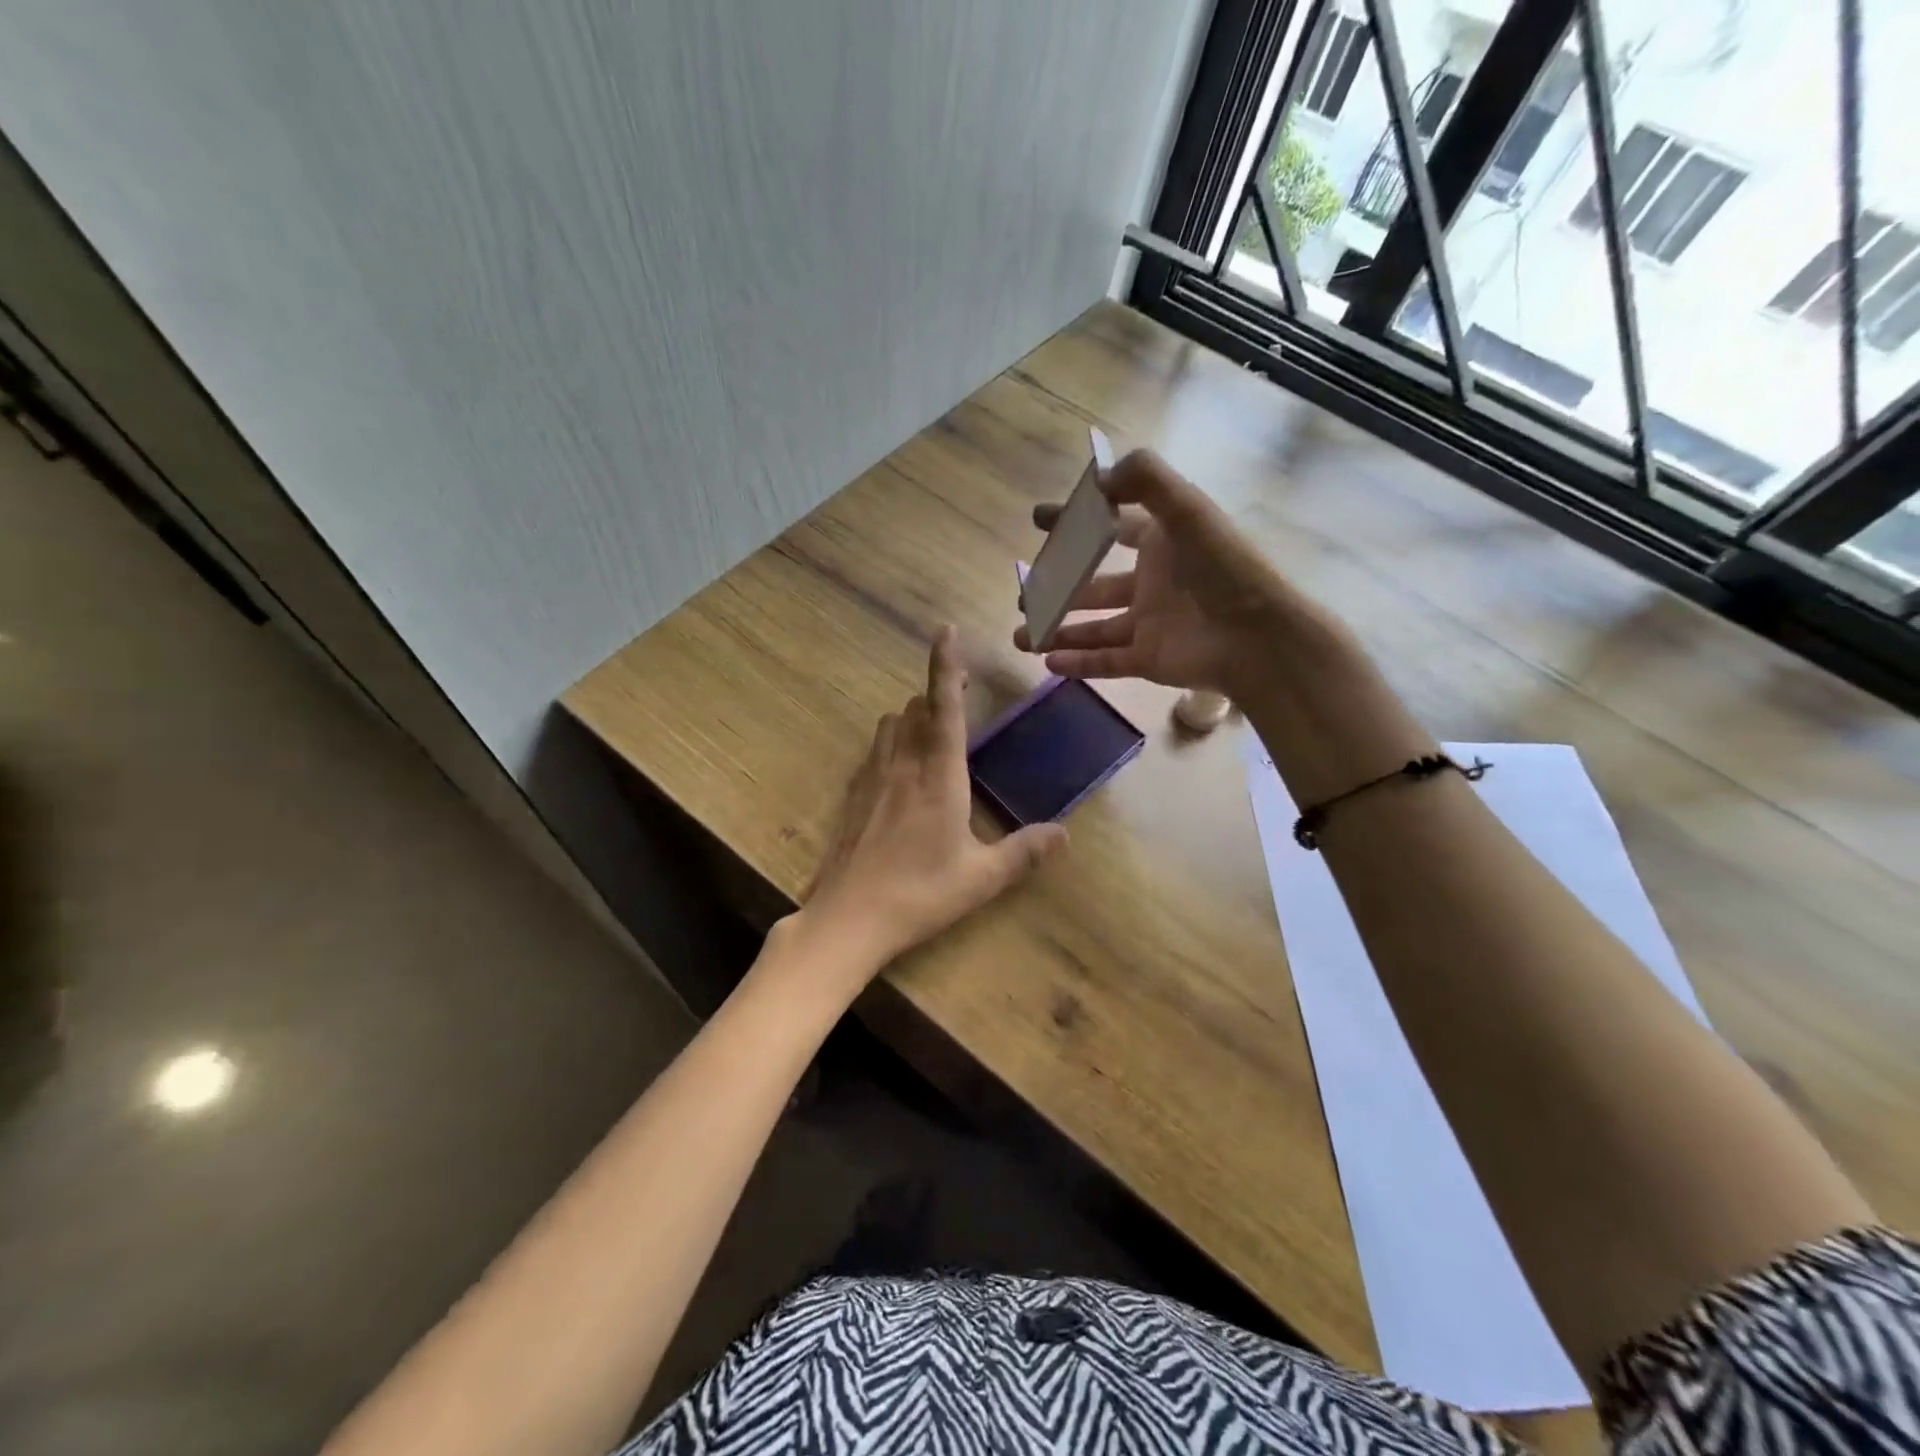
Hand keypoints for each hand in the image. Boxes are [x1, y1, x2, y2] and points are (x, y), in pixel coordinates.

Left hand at [796, 626, 1067, 979]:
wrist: (848, 917)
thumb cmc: (920, 894)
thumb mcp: (982, 878)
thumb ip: (1024, 852)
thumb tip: (1063, 834)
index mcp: (938, 775)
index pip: (945, 707)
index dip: (946, 665)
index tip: (947, 629)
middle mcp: (902, 764)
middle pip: (915, 708)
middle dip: (937, 696)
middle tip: (959, 698)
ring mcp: (871, 777)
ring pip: (890, 725)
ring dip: (912, 718)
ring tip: (932, 735)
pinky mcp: (852, 795)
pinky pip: (874, 751)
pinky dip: (891, 745)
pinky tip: (900, 774)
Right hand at [1012, 450, 1293, 696]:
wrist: (1258, 638)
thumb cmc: (1223, 569)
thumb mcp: (1188, 510)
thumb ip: (1146, 481)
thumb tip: (1097, 478)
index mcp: (1162, 543)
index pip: (1112, 526)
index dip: (1077, 521)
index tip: (1039, 521)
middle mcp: (1152, 583)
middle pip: (1094, 584)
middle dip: (1058, 587)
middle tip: (1023, 594)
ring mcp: (1148, 624)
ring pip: (1093, 628)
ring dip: (1057, 630)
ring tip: (1021, 635)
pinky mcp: (1148, 660)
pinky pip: (1105, 662)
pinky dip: (1077, 663)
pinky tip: (1048, 661)